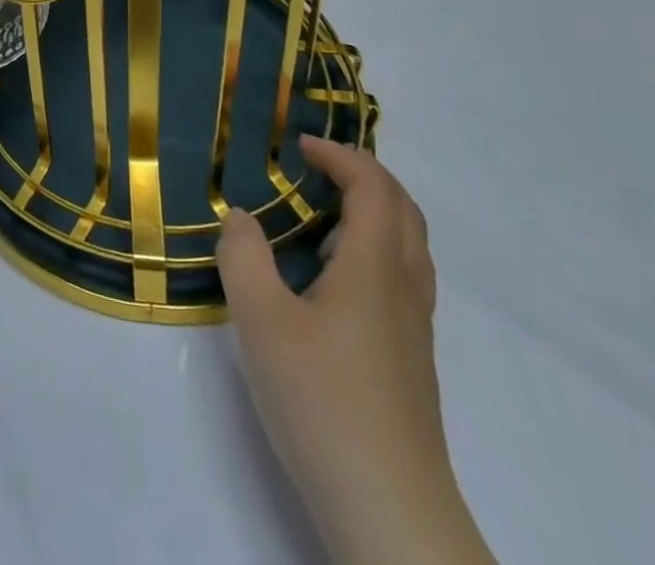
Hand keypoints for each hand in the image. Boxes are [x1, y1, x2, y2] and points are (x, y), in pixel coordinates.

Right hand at [218, 135, 491, 564]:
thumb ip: (244, 257)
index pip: (373, 188)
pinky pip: (401, 276)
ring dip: (373, 210)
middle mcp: (404, 288)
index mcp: (375, 268)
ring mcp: (413, 327)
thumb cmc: (323, 401)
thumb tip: (241, 217)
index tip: (298, 144)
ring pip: (408, 245)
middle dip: (363, 174)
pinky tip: (334, 275)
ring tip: (321, 211)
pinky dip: (373, 247)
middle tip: (316, 166)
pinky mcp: (409, 359)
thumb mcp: (262, 320)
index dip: (340, 155)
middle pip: (403, 210)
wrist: (390, 510)